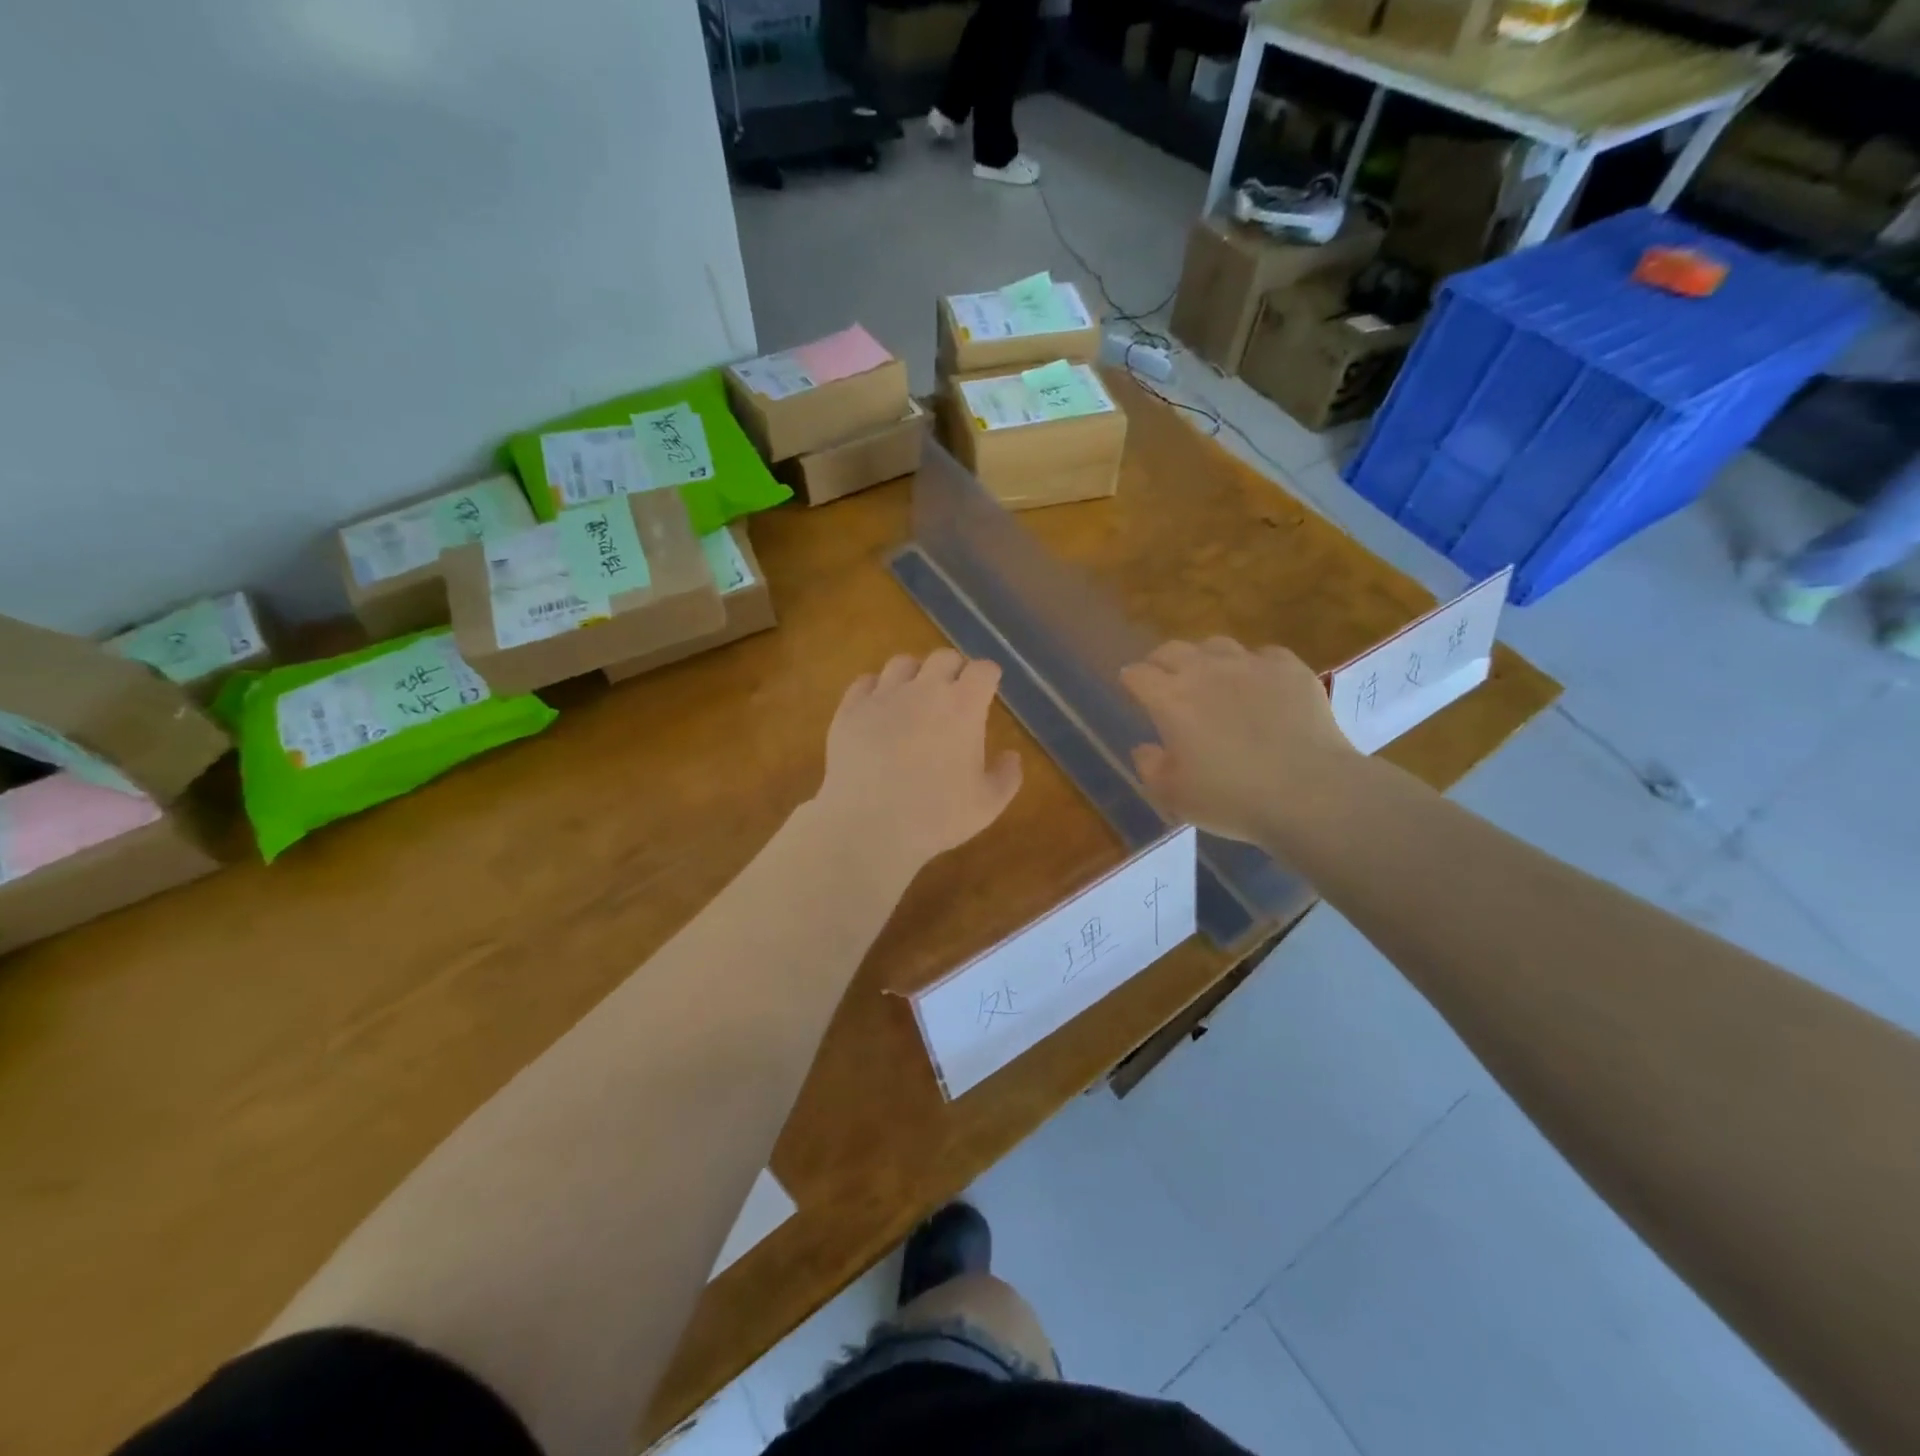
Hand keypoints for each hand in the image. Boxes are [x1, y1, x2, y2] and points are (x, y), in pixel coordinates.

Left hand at [816, 650, 1022, 868]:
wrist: (868, 825)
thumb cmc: (936, 817)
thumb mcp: (987, 806)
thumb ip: (1006, 777)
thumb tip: (1012, 756)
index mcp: (963, 706)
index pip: (983, 670)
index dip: (988, 677)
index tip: (988, 689)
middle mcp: (924, 690)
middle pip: (944, 657)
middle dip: (954, 670)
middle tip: (954, 693)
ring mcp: (883, 695)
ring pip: (902, 663)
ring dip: (914, 674)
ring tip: (914, 697)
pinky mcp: (851, 709)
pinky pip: (865, 682)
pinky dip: (876, 690)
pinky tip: (878, 708)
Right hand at [1119, 638, 1358, 845]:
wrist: (1308, 792)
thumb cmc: (1231, 798)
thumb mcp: (1173, 795)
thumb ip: (1150, 767)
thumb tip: (1144, 747)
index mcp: (1170, 699)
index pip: (1138, 674)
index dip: (1131, 680)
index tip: (1131, 691)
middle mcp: (1205, 671)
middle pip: (1172, 649)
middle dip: (1162, 662)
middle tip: (1165, 682)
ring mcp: (1250, 665)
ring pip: (1217, 644)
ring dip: (1206, 659)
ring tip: (1213, 679)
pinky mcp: (1289, 668)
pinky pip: (1264, 654)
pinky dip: (1255, 666)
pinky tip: (1261, 686)